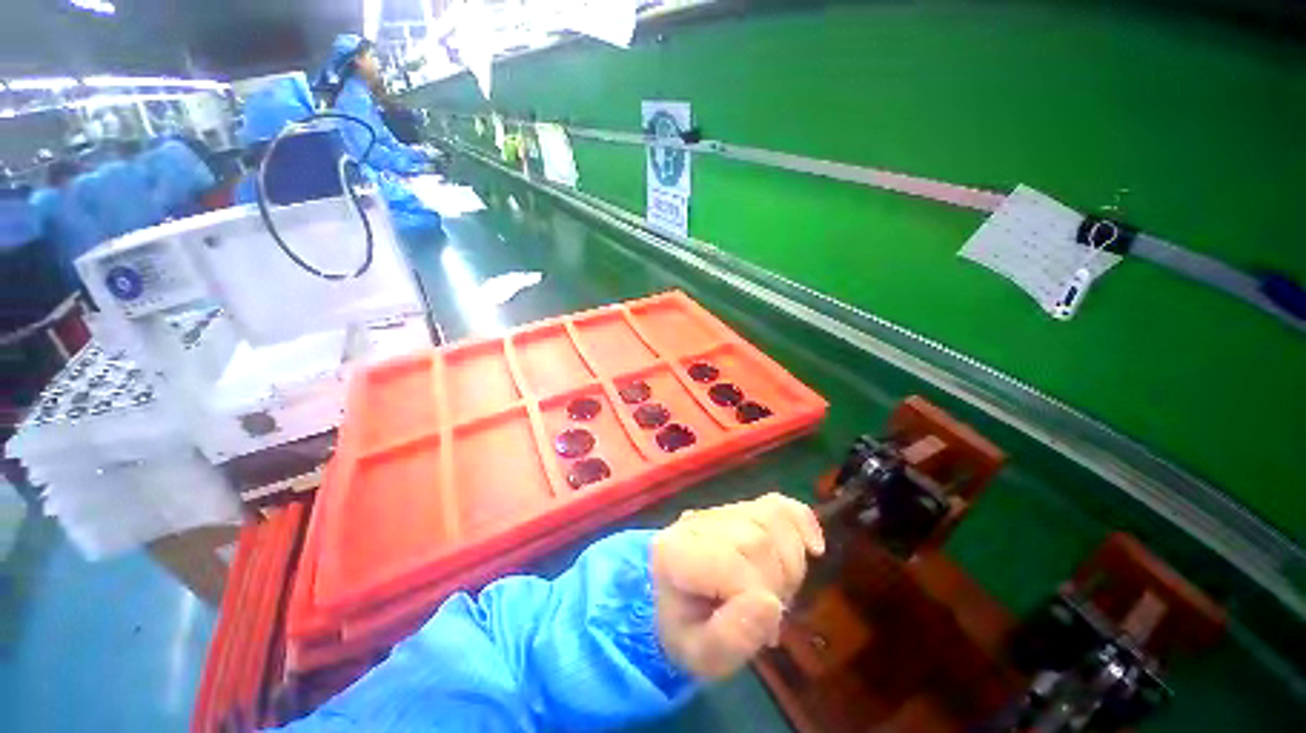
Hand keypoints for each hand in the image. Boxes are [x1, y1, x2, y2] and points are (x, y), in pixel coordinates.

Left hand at [651, 493, 824, 678]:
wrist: (680, 604)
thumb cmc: (689, 632)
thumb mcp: (701, 656)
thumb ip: (730, 639)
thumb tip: (769, 604)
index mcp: (675, 554)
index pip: (731, 562)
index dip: (759, 598)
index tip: (763, 631)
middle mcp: (694, 523)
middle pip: (757, 538)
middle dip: (778, 583)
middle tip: (770, 614)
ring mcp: (717, 510)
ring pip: (772, 517)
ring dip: (792, 561)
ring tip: (778, 588)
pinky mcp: (739, 508)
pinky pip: (778, 503)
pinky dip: (802, 522)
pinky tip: (813, 548)